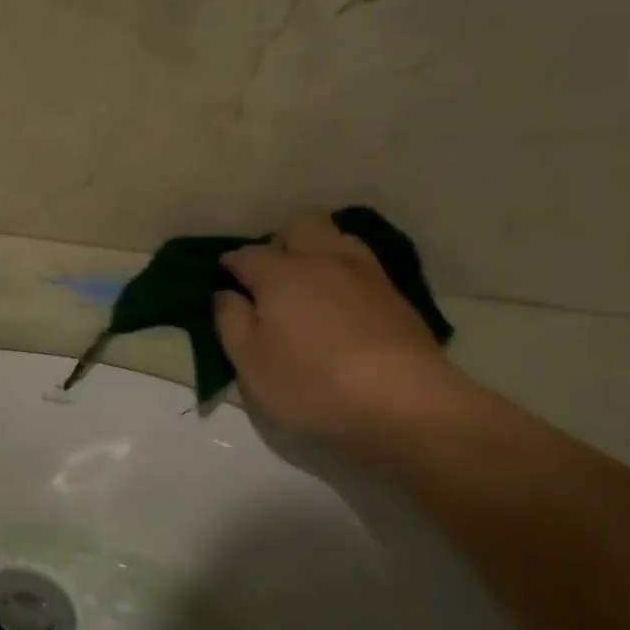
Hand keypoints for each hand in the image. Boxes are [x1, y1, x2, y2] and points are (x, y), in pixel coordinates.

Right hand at [214, 213, 465, 448]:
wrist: (406, 404)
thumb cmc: (311, 384)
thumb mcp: (250, 363)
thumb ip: (231, 322)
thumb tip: (225, 294)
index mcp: (280, 273)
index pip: (246, 255)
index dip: (230, 266)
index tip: (223, 282)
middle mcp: (323, 260)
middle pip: (300, 226)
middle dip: (280, 242)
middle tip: (269, 278)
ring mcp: (366, 275)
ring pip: (338, 240)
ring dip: (318, 253)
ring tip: (308, 289)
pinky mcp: (397, 298)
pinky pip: (363, 269)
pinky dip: (345, 277)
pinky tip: (341, 308)